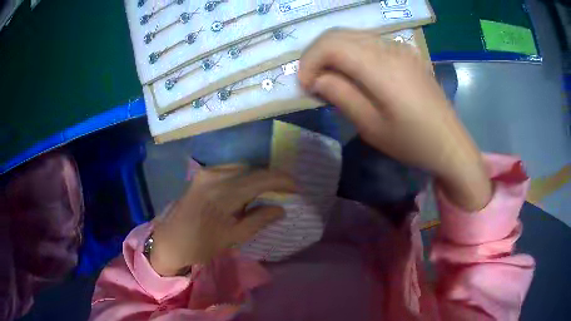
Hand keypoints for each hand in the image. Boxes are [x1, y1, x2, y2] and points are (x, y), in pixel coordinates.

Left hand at [150, 165, 295, 275]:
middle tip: (284, 191)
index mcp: (224, 193)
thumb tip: (281, 209)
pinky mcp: (201, 174)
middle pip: (252, 169)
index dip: (282, 181)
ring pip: (241, 167)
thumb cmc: (201, 245)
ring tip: (267, 191)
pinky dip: (243, 176)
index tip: (296, 188)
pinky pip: (229, 169)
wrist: (170, 241)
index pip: (260, 179)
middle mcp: (215, 175)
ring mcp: (206, 172)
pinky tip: (246, 189)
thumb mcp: (233, 237)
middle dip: (271, 178)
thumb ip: (259, 220)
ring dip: (257, 177)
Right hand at [299, 29, 490, 209]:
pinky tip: (353, 73)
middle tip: (311, 80)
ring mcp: (400, 48)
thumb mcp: (371, 126)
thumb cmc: (412, 142)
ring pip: (353, 35)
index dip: (309, 61)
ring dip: (333, 52)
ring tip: (329, 78)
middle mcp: (389, 48)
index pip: (331, 45)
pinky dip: (351, 53)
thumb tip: (316, 79)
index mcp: (381, 67)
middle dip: (317, 54)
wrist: (450, 144)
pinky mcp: (406, 53)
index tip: (305, 85)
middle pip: (339, 34)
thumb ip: (340, 95)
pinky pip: (369, 43)